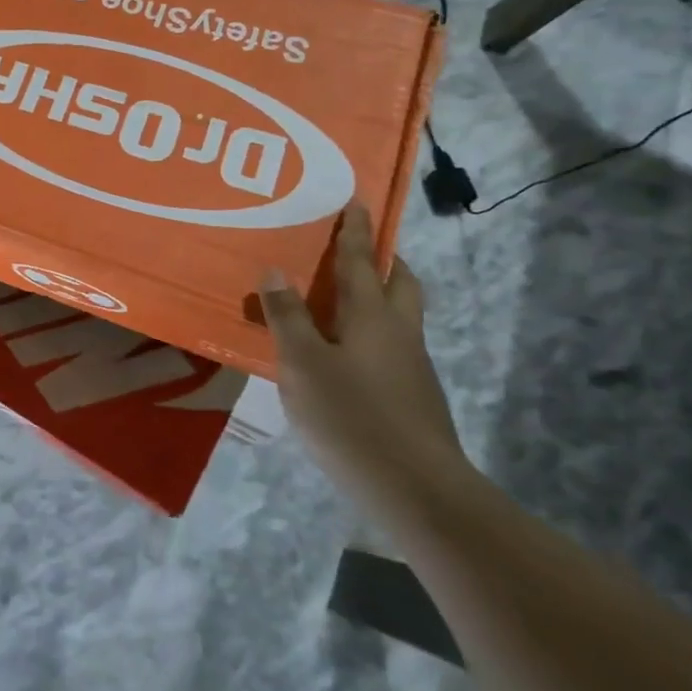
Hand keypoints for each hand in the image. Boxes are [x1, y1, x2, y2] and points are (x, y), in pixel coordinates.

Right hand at [259, 202, 466, 509]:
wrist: (416, 489)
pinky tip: (344, 356)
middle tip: (356, 250)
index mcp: (372, 315)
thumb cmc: (351, 416)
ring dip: (379, 296)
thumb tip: (275, 270)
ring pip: (400, 315)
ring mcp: (412, 365)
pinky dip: (372, 333)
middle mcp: (399, 331)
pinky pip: (393, 345)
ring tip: (340, 301)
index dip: (355, 230)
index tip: (356, 200)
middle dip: (383, 260)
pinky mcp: (414, 396)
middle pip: (400, 282)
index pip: (362, 260)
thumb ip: (287, 316)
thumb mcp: (302, 364)